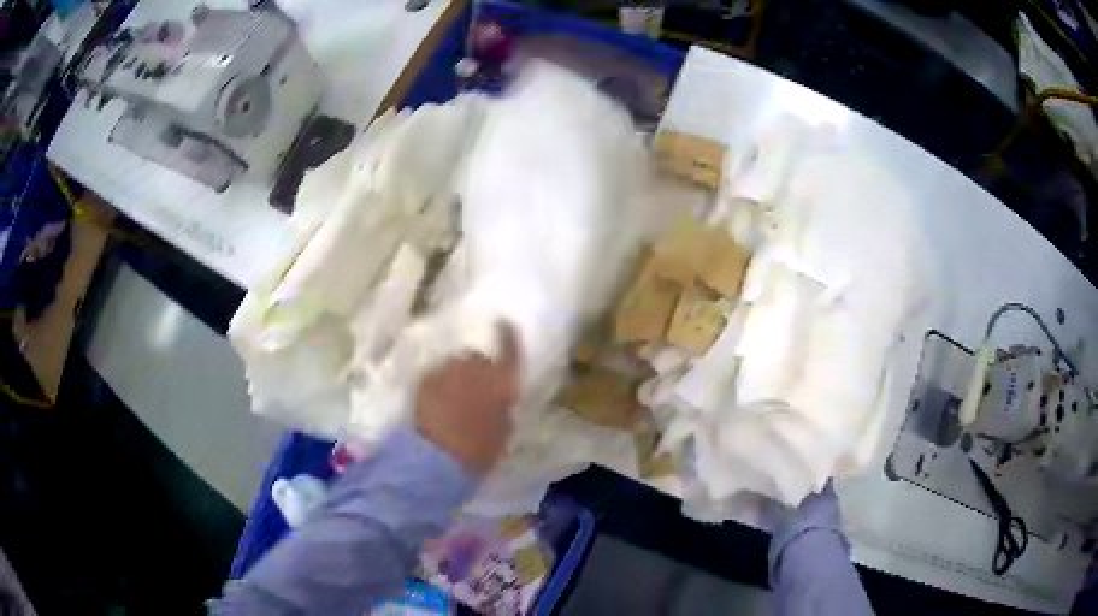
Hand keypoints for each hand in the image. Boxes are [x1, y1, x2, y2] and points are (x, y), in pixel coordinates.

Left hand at [415, 322, 521, 474]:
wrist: (437, 459)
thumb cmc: (479, 451)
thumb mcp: (504, 434)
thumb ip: (503, 410)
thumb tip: (500, 400)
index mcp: (501, 383)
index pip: (509, 351)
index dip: (507, 335)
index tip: (503, 321)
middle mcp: (475, 369)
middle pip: (477, 357)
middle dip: (476, 369)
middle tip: (473, 391)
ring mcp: (447, 371)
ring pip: (453, 365)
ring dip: (455, 376)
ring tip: (451, 399)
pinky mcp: (425, 379)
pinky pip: (435, 376)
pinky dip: (437, 385)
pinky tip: (435, 404)